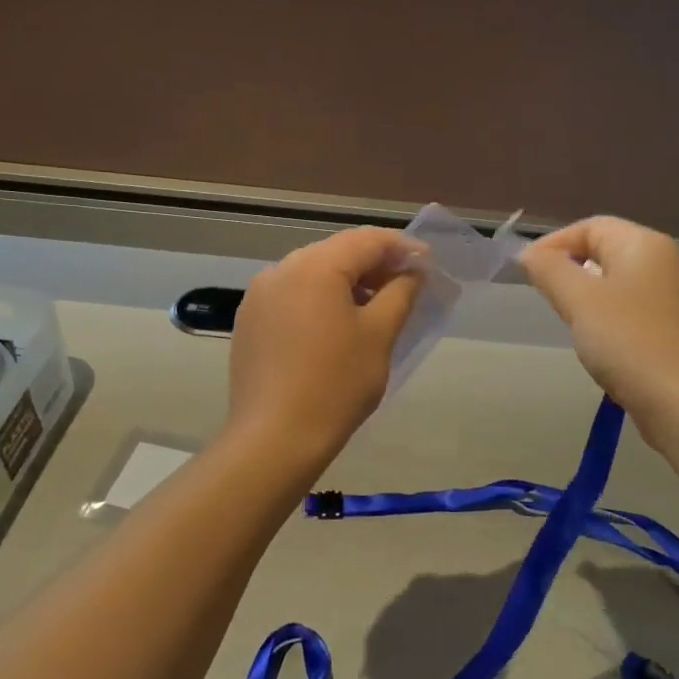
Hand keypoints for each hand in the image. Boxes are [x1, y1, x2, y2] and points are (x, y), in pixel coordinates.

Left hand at [227, 226, 422, 464]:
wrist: (274, 438)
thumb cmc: (336, 384)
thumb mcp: (379, 335)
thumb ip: (401, 293)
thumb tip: (413, 271)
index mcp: (315, 266)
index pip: (366, 240)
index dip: (401, 248)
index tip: (428, 264)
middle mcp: (281, 269)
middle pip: (337, 252)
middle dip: (374, 263)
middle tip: (406, 284)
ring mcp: (259, 295)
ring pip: (313, 272)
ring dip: (347, 281)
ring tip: (375, 306)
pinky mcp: (250, 320)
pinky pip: (292, 294)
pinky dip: (320, 298)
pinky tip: (337, 325)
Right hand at [521, 216, 678, 431]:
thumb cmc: (629, 341)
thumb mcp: (579, 300)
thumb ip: (550, 270)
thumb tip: (530, 254)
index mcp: (643, 244)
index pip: (589, 226)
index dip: (553, 243)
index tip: (526, 272)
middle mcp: (661, 262)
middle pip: (603, 250)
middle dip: (568, 268)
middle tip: (545, 296)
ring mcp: (668, 296)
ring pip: (613, 281)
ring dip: (584, 295)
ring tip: (567, 319)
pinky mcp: (669, 326)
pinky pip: (626, 307)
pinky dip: (603, 316)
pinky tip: (594, 341)